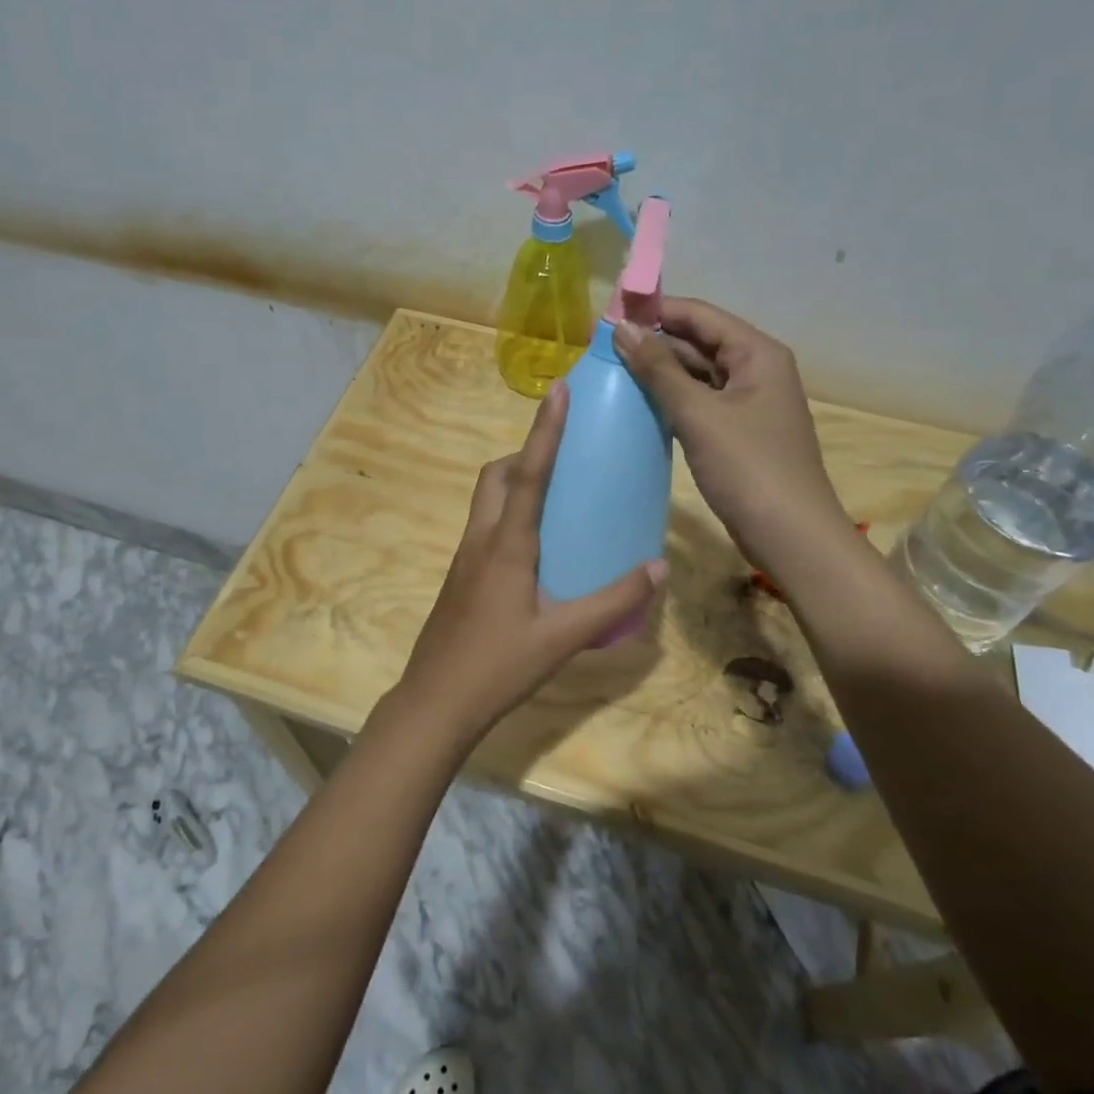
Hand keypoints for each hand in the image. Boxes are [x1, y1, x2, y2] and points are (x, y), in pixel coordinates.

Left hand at [388, 383, 666, 744]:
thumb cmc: (498, 666)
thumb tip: (658, 567)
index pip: (528, 473)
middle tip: (562, 458)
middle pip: (495, 476)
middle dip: (524, 453)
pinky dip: (509, 514)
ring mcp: (464, 558)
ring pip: (486, 500)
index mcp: (506, 544)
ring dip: (514, 482)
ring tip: (556, 498)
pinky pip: (485, 526)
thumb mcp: (563, 637)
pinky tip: (536, 548)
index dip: (544, 430)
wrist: (435, 702)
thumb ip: (613, 602)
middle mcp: (481, 539)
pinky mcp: (460, 577)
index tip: (558, 390)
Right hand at [614, 298, 852, 575]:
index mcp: (757, 353)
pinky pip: (701, 402)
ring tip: (612, 371)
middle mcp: (757, 369)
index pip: (699, 315)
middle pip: (699, 341)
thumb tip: (622, 328)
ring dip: (660, 372)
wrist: (791, 536)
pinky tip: (639, 404)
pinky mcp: (739, 431)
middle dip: (653, 341)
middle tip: (601, 347)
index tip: (607, 316)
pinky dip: (672, 399)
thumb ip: (659, 369)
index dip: (654, 310)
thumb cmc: (748, 468)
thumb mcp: (699, 414)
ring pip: (698, 373)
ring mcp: (749, 402)